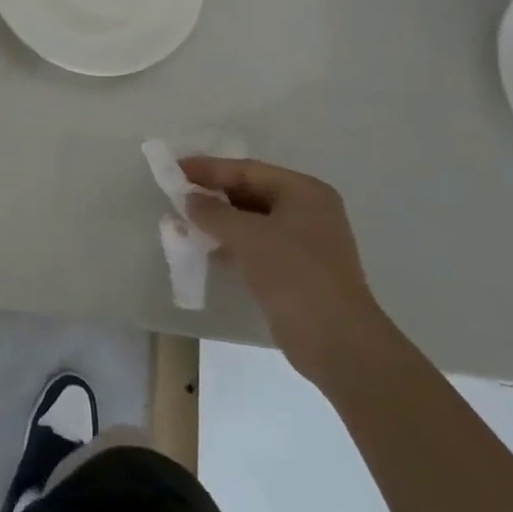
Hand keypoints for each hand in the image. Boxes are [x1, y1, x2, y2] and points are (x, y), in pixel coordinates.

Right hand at [181, 156, 392, 385]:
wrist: (336, 343)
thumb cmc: (293, 274)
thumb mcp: (247, 236)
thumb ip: (214, 212)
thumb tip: (190, 199)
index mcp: (304, 191)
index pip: (248, 170)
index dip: (209, 169)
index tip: (176, 169)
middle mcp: (309, 210)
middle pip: (252, 192)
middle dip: (215, 195)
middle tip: (178, 195)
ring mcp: (307, 242)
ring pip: (254, 221)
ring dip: (222, 221)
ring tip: (186, 221)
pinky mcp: (300, 271)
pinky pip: (259, 245)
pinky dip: (234, 244)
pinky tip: (209, 249)